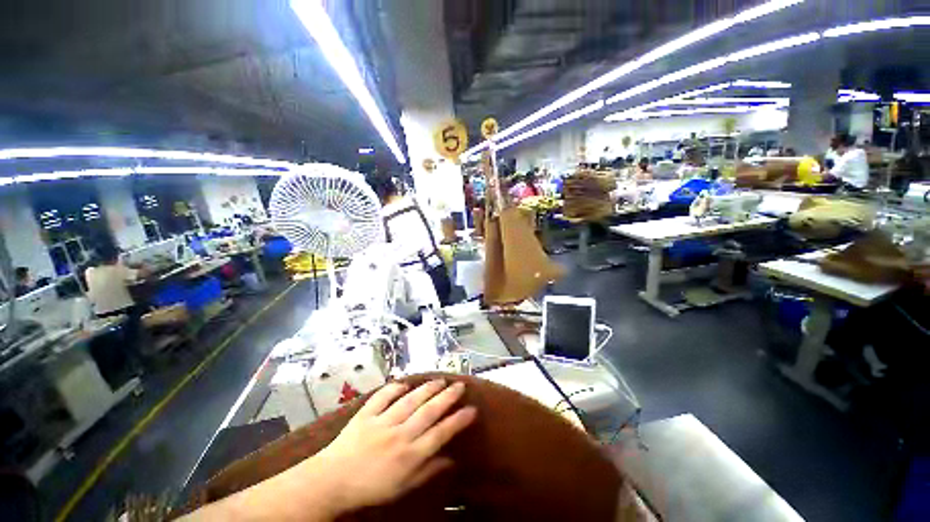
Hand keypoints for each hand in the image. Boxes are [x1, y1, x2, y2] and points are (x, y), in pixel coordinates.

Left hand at [306, 379, 476, 514]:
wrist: (331, 482)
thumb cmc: (371, 487)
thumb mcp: (402, 488)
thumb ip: (427, 471)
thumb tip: (451, 460)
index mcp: (409, 456)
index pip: (439, 434)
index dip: (457, 421)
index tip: (472, 409)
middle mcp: (399, 435)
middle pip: (428, 412)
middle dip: (447, 397)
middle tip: (459, 385)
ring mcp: (381, 422)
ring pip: (410, 401)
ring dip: (427, 389)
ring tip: (440, 379)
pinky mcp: (366, 414)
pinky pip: (382, 397)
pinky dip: (393, 388)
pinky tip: (404, 382)